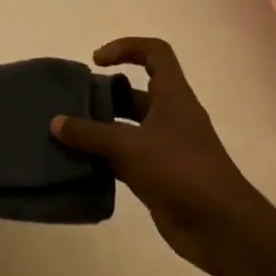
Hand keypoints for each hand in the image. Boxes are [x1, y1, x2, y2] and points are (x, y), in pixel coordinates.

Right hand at [51, 37, 266, 270]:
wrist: (220, 228)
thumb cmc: (179, 171)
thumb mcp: (128, 146)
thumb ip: (89, 134)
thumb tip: (55, 122)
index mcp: (173, 97)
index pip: (155, 53)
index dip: (126, 47)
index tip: (97, 62)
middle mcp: (170, 117)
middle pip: (135, 92)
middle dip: (104, 94)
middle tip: (72, 103)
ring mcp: (166, 148)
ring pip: (127, 128)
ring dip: (100, 129)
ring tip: (66, 133)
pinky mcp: (159, 176)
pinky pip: (125, 158)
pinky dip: (104, 159)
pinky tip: (79, 164)